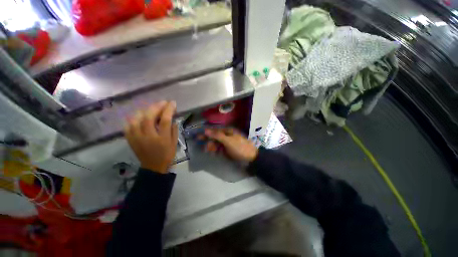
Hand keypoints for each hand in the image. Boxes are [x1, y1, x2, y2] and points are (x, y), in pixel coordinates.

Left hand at [124, 101, 177, 172]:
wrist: (153, 167)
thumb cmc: (167, 155)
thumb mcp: (174, 143)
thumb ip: (174, 130)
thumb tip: (172, 118)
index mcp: (162, 139)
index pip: (165, 120)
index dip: (169, 109)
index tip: (173, 103)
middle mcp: (148, 137)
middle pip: (148, 117)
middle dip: (156, 107)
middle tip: (163, 102)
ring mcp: (137, 138)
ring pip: (136, 119)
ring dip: (144, 111)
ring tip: (151, 108)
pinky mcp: (130, 140)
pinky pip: (127, 126)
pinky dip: (133, 119)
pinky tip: (139, 117)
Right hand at [204, 128, 257, 162]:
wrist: (251, 158)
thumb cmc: (239, 148)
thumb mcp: (228, 141)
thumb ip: (217, 136)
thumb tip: (205, 130)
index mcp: (228, 131)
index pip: (215, 131)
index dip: (206, 133)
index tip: (198, 137)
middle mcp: (227, 136)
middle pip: (215, 137)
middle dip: (209, 142)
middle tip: (205, 148)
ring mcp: (228, 143)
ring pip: (217, 144)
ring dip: (212, 147)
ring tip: (209, 151)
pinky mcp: (228, 149)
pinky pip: (220, 149)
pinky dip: (216, 151)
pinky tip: (214, 153)